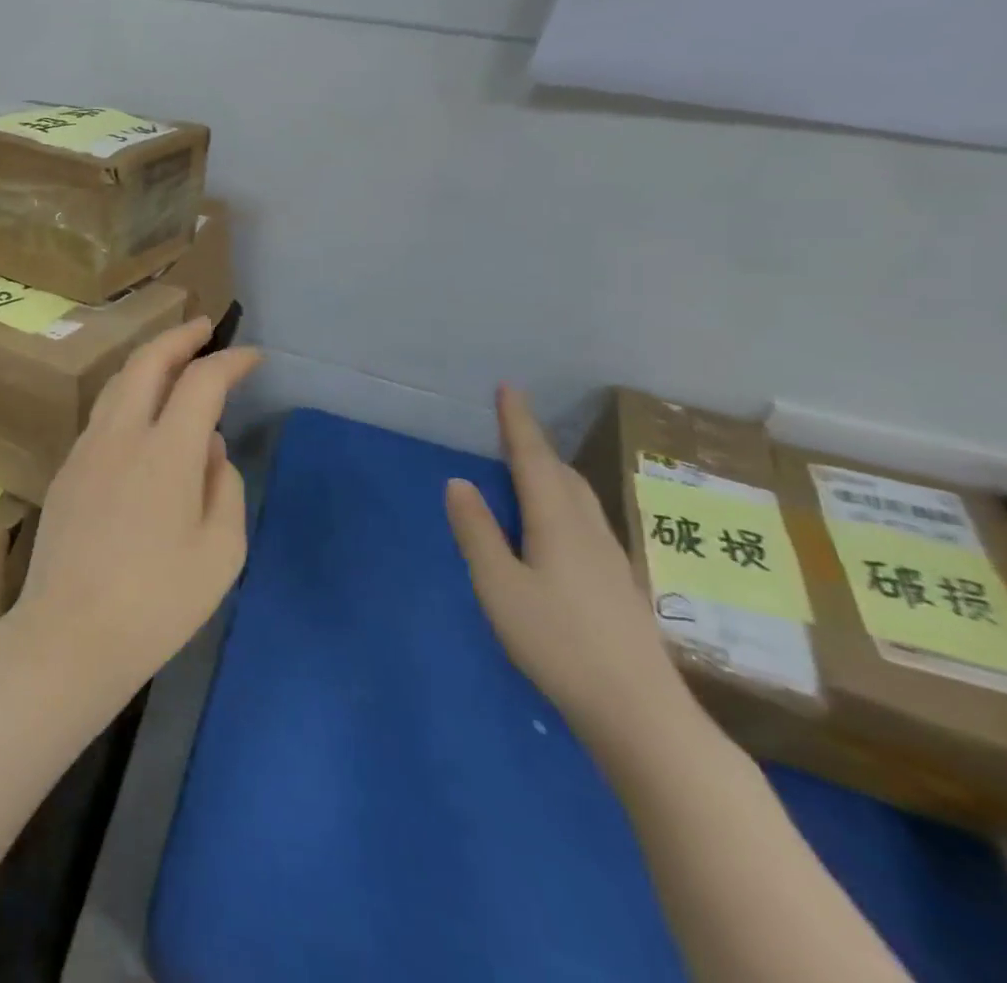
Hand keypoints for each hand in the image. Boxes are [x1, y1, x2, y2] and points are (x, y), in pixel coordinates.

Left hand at [1, 317, 263, 715]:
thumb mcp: (220, 552)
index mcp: (164, 451)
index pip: (201, 382)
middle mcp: (120, 435)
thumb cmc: (157, 603)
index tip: (251, 357)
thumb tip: (208, 448)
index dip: (229, 361)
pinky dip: (128, 394)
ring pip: (117, 383)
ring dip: (148, 361)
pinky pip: (102, 414)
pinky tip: (141, 414)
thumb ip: (222, 487)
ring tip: (173, 361)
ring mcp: (85, 449)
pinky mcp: (66, 470)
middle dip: (179, 337)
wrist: (69, 635)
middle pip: (147, 362)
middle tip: (204, 329)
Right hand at [446, 386, 696, 754]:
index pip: (534, 460)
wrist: (641, 714)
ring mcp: (612, 560)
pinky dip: (565, 502)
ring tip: (532, 466)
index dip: (519, 423)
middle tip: (512, 425)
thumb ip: (477, 532)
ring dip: (554, 472)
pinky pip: (588, 522)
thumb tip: (459, 482)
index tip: (509, 388)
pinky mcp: (620, 586)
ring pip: (581, 499)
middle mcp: (589, 532)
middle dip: (536, 445)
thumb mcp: (499, 586)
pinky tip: (560, 525)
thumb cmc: (558, 643)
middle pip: (562, 475)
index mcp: (558, 524)